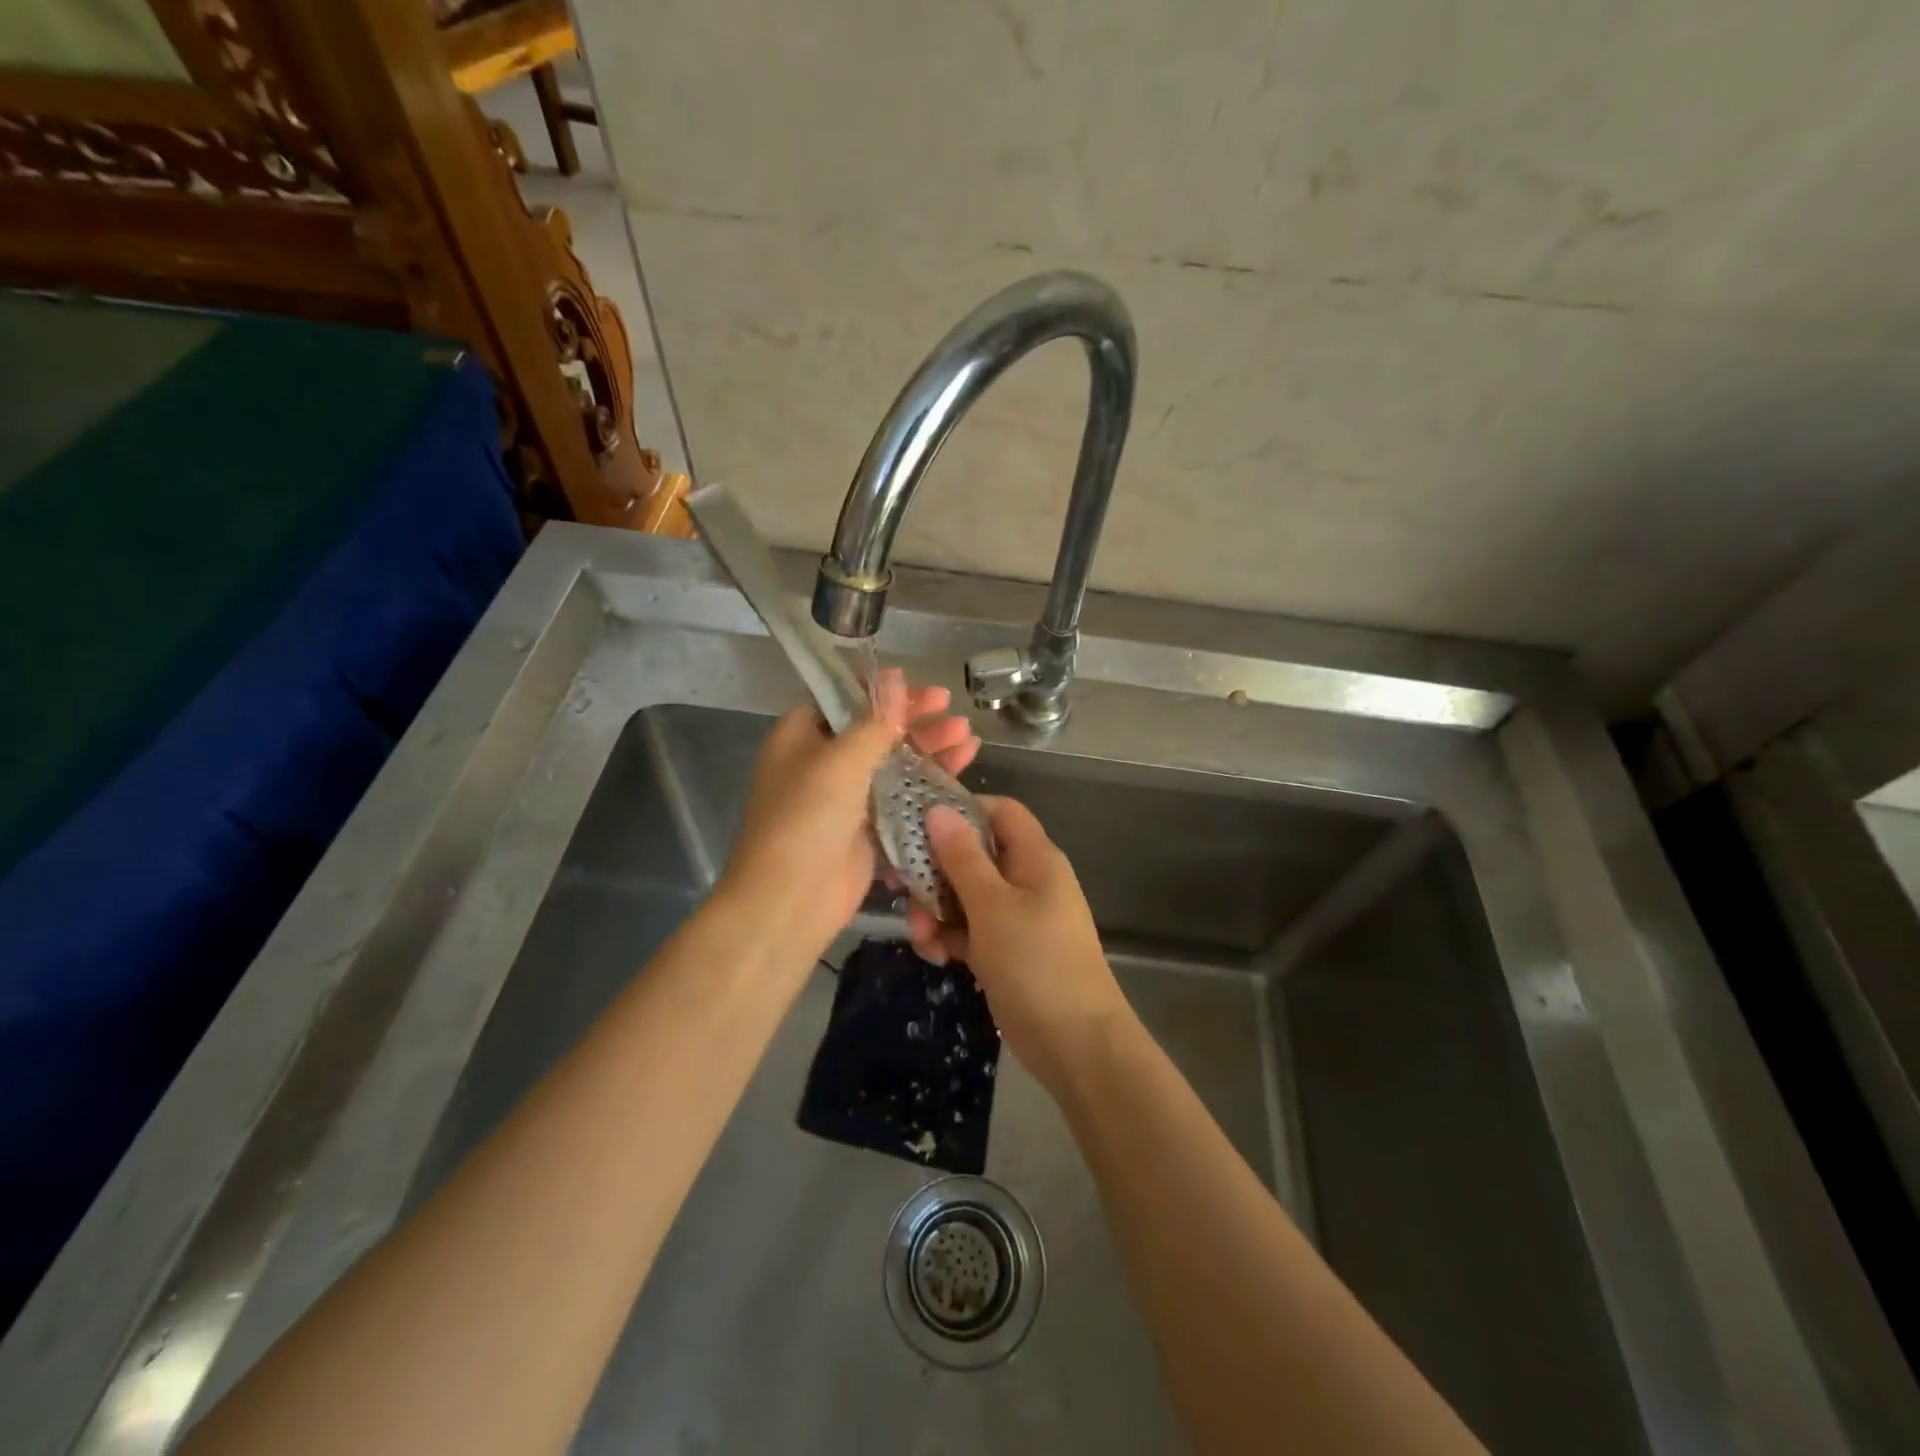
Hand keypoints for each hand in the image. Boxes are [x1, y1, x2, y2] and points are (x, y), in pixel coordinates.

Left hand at [720, 668, 979, 958]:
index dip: (879, 690)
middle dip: (915, 719)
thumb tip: (895, 677)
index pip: (842, 700)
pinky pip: (904, 795)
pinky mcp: (870, 827)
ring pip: (895, 762)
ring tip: (967, 736)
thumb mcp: (839, 762)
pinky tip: (962, 766)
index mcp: (801, 738)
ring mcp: (848, 797)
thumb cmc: (806, 819)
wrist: (791, 900)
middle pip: (875, 730)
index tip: (916, 683)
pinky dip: (930, 781)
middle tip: (951, 708)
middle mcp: (823, 763)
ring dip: (929, 748)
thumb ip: (874, 722)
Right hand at [907, 796, 1133, 1094]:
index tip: (918, 824)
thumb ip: (962, 857)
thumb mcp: (992, 906)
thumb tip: (939, 809)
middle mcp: (1027, 879)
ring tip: (924, 939)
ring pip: (966, 894)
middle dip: (935, 872)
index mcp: (1034, 857)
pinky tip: (938, 957)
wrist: (1076, 1045)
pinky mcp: (1007, 949)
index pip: (999, 811)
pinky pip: (971, 929)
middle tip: (902, 890)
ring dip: (937, 911)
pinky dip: (951, 937)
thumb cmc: (1036, 963)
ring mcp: (1017, 916)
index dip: (961, 810)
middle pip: (973, 854)